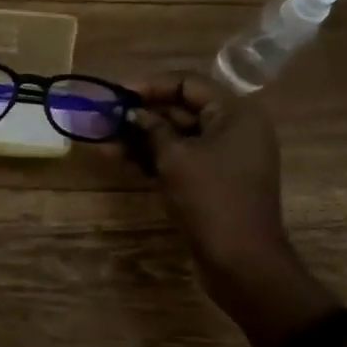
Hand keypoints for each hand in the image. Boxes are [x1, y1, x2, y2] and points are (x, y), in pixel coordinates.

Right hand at [128, 74, 336, 346]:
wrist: (242, 263)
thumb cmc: (210, 199)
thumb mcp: (175, 157)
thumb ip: (152, 128)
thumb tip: (134, 115)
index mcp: (236, 114)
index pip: (188, 83)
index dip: (151, 85)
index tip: (118, 94)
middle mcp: (235, 129)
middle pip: (182, 109)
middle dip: (142, 114)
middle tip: (106, 118)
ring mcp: (226, 157)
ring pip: (178, 136)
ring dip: (142, 137)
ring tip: (105, 141)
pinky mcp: (215, 181)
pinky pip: (182, 158)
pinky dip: (154, 157)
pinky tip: (121, 159)